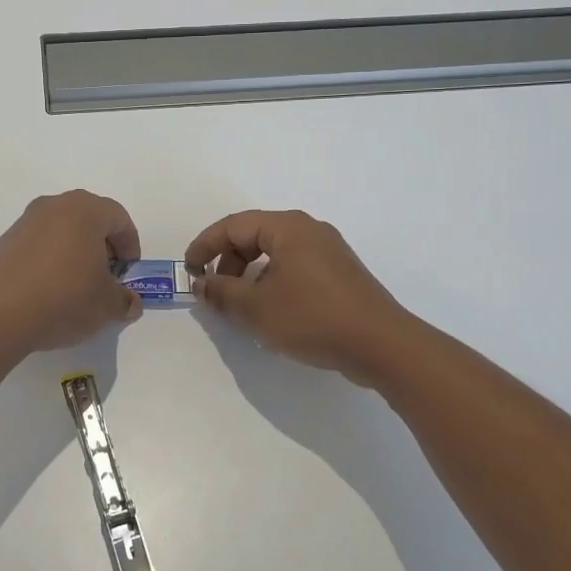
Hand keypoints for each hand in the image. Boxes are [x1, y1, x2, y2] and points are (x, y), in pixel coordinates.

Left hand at [0, 190, 143, 352]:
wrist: (0, 313)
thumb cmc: (66, 297)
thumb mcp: (106, 304)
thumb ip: (124, 300)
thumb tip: (130, 303)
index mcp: (85, 210)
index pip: (119, 218)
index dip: (130, 244)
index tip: (129, 271)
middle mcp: (55, 205)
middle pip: (89, 219)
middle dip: (103, 245)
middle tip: (107, 275)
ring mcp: (26, 221)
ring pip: (62, 229)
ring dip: (76, 251)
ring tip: (79, 284)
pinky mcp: (6, 241)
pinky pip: (39, 243)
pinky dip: (51, 258)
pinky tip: (51, 288)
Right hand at [185, 209, 415, 387]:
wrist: (382, 345)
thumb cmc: (313, 318)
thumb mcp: (257, 308)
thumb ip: (222, 293)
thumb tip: (202, 284)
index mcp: (287, 227)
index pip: (233, 225)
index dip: (205, 246)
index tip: (188, 270)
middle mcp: (308, 230)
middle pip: (254, 235)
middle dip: (228, 261)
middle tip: (216, 292)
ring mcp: (328, 251)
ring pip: (275, 253)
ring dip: (250, 274)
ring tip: (242, 306)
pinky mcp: (340, 273)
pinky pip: (294, 266)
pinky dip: (273, 281)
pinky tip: (272, 311)